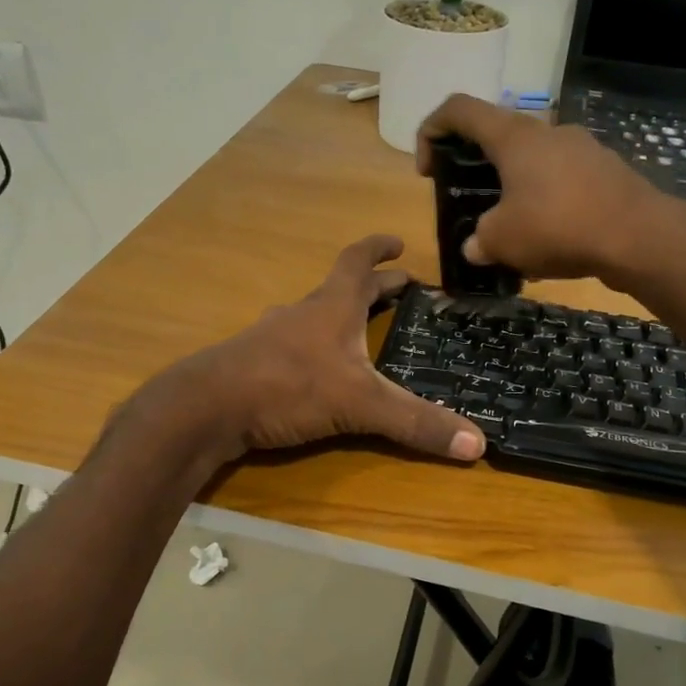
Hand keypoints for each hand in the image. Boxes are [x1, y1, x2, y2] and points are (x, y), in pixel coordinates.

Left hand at [142, 235, 485, 464]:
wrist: (207, 407)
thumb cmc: (287, 386)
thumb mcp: (360, 405)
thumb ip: (416, 422)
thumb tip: (478, 444)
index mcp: (332, 307)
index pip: (358, 262)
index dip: (379, 249)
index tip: (398, 242)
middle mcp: (303, 313)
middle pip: (341, 289)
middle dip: (373, 287)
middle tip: (400, 290)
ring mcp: (274, 337)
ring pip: (313, 316)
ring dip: (339, 316)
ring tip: (359, 329)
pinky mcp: (255, 364)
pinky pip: (292, 345)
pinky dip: (313, 347)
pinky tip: (315, 369)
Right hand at [417, 94, 685, 285]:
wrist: (640, 236)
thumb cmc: (559, 227)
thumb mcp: (502, 241)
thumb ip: (479, 240)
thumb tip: (476, 247)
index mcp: (513, 136)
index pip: (459, 108)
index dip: (431, 130)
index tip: (428, 169)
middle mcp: (547, 131)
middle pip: (498, 134)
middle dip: (476, 166)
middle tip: (471, 202)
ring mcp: (581, 147)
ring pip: (533, 160)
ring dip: (513, 187)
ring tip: (512, 229)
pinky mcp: (605, 170)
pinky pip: (562, 179)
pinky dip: (546, 200)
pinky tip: (550, 239)